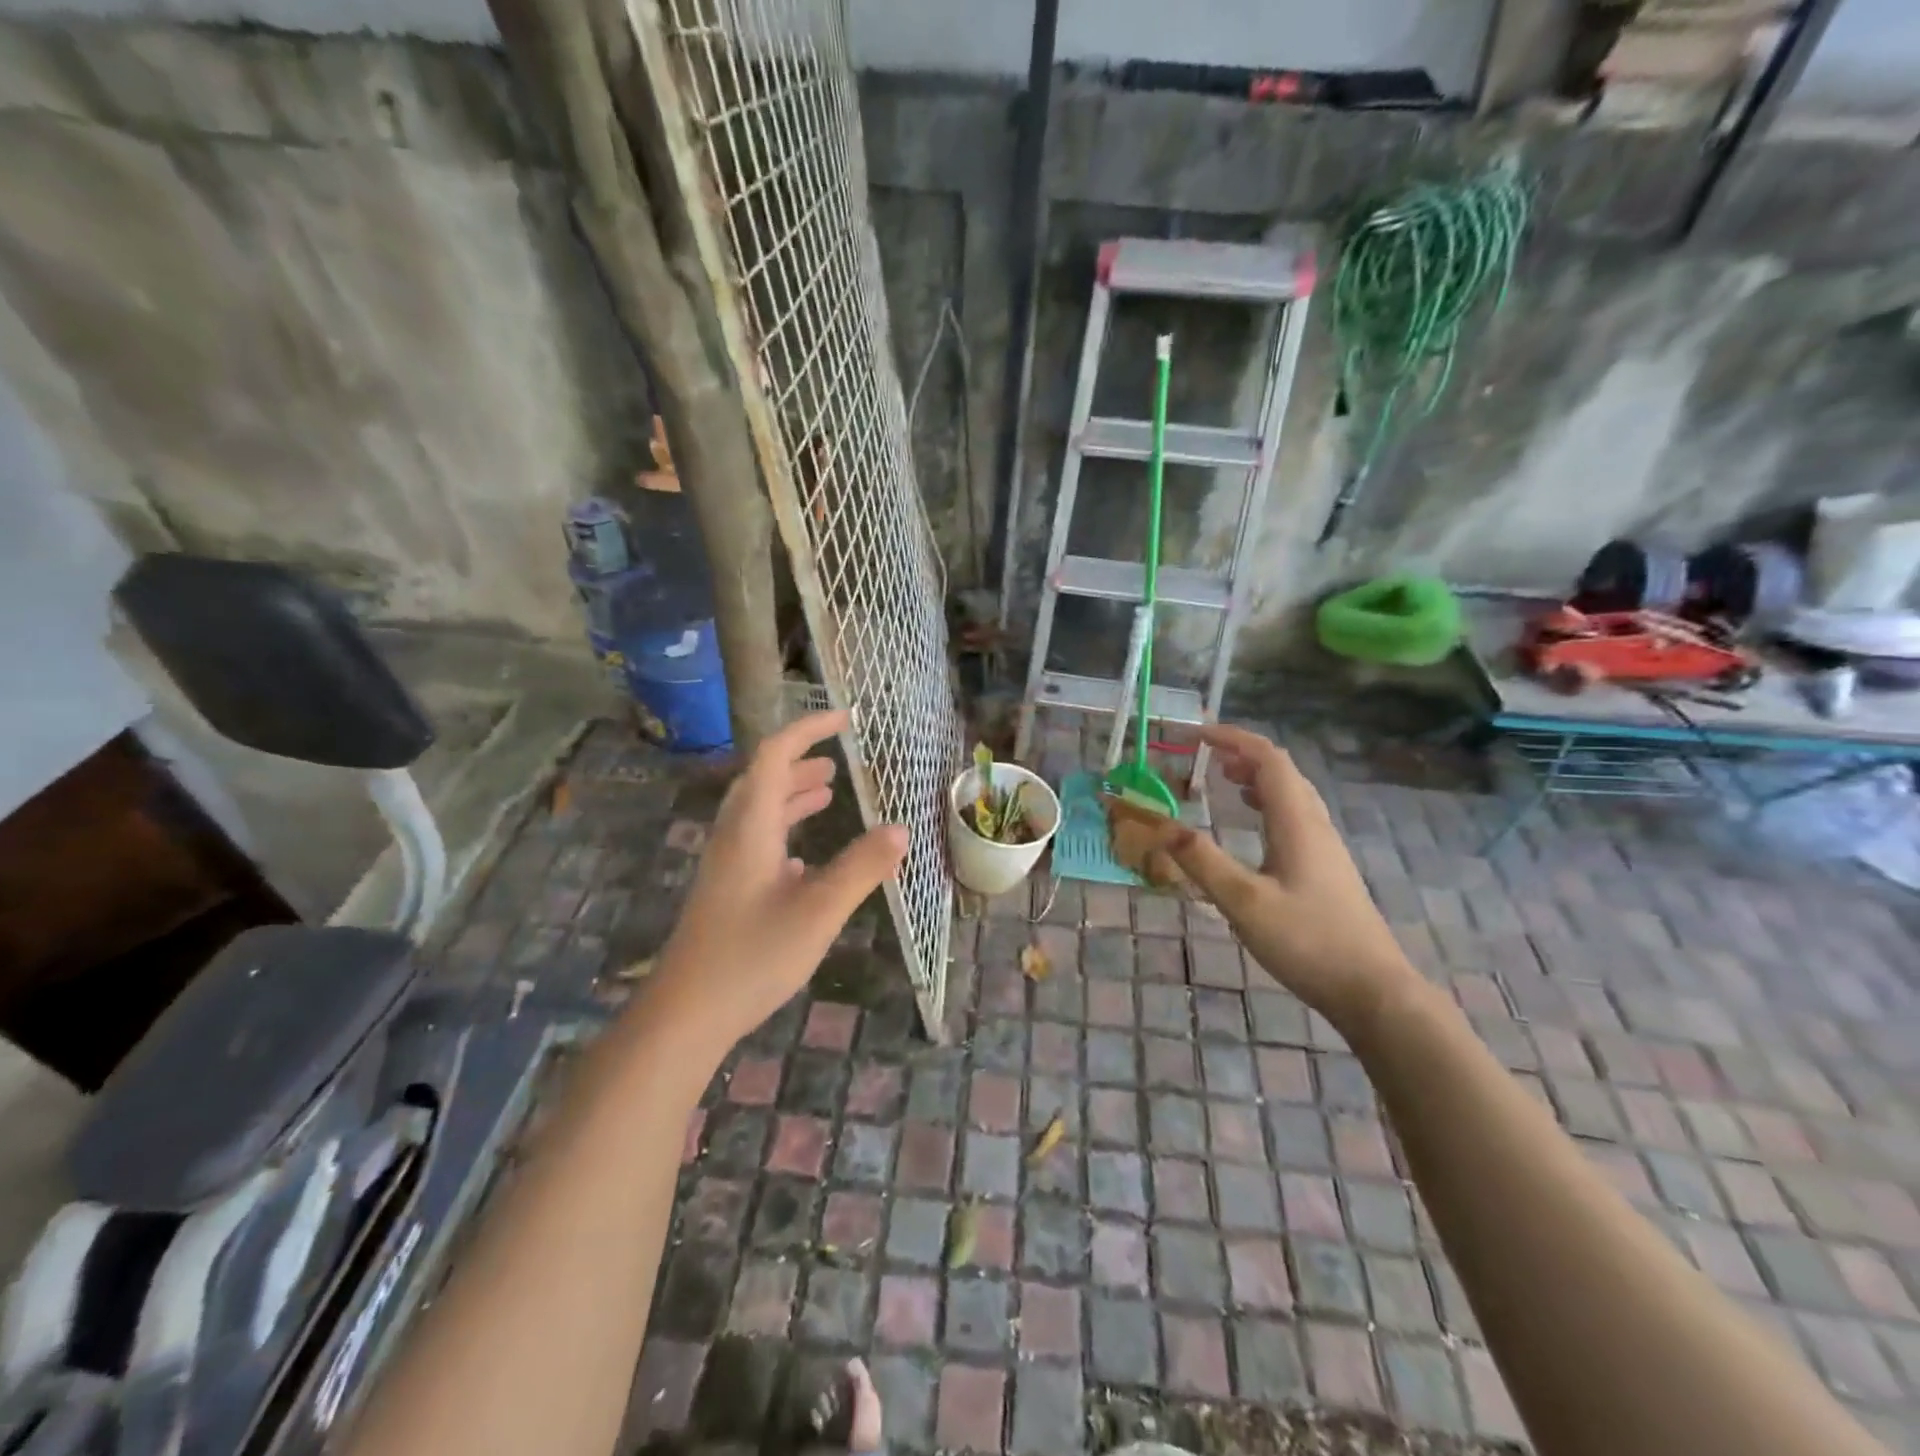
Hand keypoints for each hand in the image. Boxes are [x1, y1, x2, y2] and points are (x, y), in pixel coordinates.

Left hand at [642, 710, 907, 1056]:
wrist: (686, 1014)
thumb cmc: (752, 955)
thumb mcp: (819, 911)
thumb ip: (861, 868)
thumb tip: (900, 830)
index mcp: (751, 826)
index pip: (776, 755)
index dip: (809, 729)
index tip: (845, 718)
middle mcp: (734, 836)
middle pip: (764, 779)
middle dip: (801, 761)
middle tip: (838, 759)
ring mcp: (726, 865)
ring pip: (760, 812)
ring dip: (792, 795)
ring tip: (828, 791)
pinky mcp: (726, 891)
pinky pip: (757, 842)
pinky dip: (784, 831)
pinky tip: (803, 857)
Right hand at [1166, 724, 1417, 1032]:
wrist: (1374, 991)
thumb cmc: (1308, 942)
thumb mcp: (1244, 902)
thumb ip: (1202, 861)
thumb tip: (1161, 826)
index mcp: (1297, 823)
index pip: (1268, 760)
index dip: (1233, 739)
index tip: (1196, 736)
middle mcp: (1314, 826)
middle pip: (1283, 772)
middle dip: (1243, 755)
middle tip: (1206, 758)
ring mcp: (1325, 849)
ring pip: (1292, 795)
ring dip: (1258, 779)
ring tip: (1225, 782)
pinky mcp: (1327, 871)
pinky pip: (1295, 819)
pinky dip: (1269, 806)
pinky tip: (1255, 828)